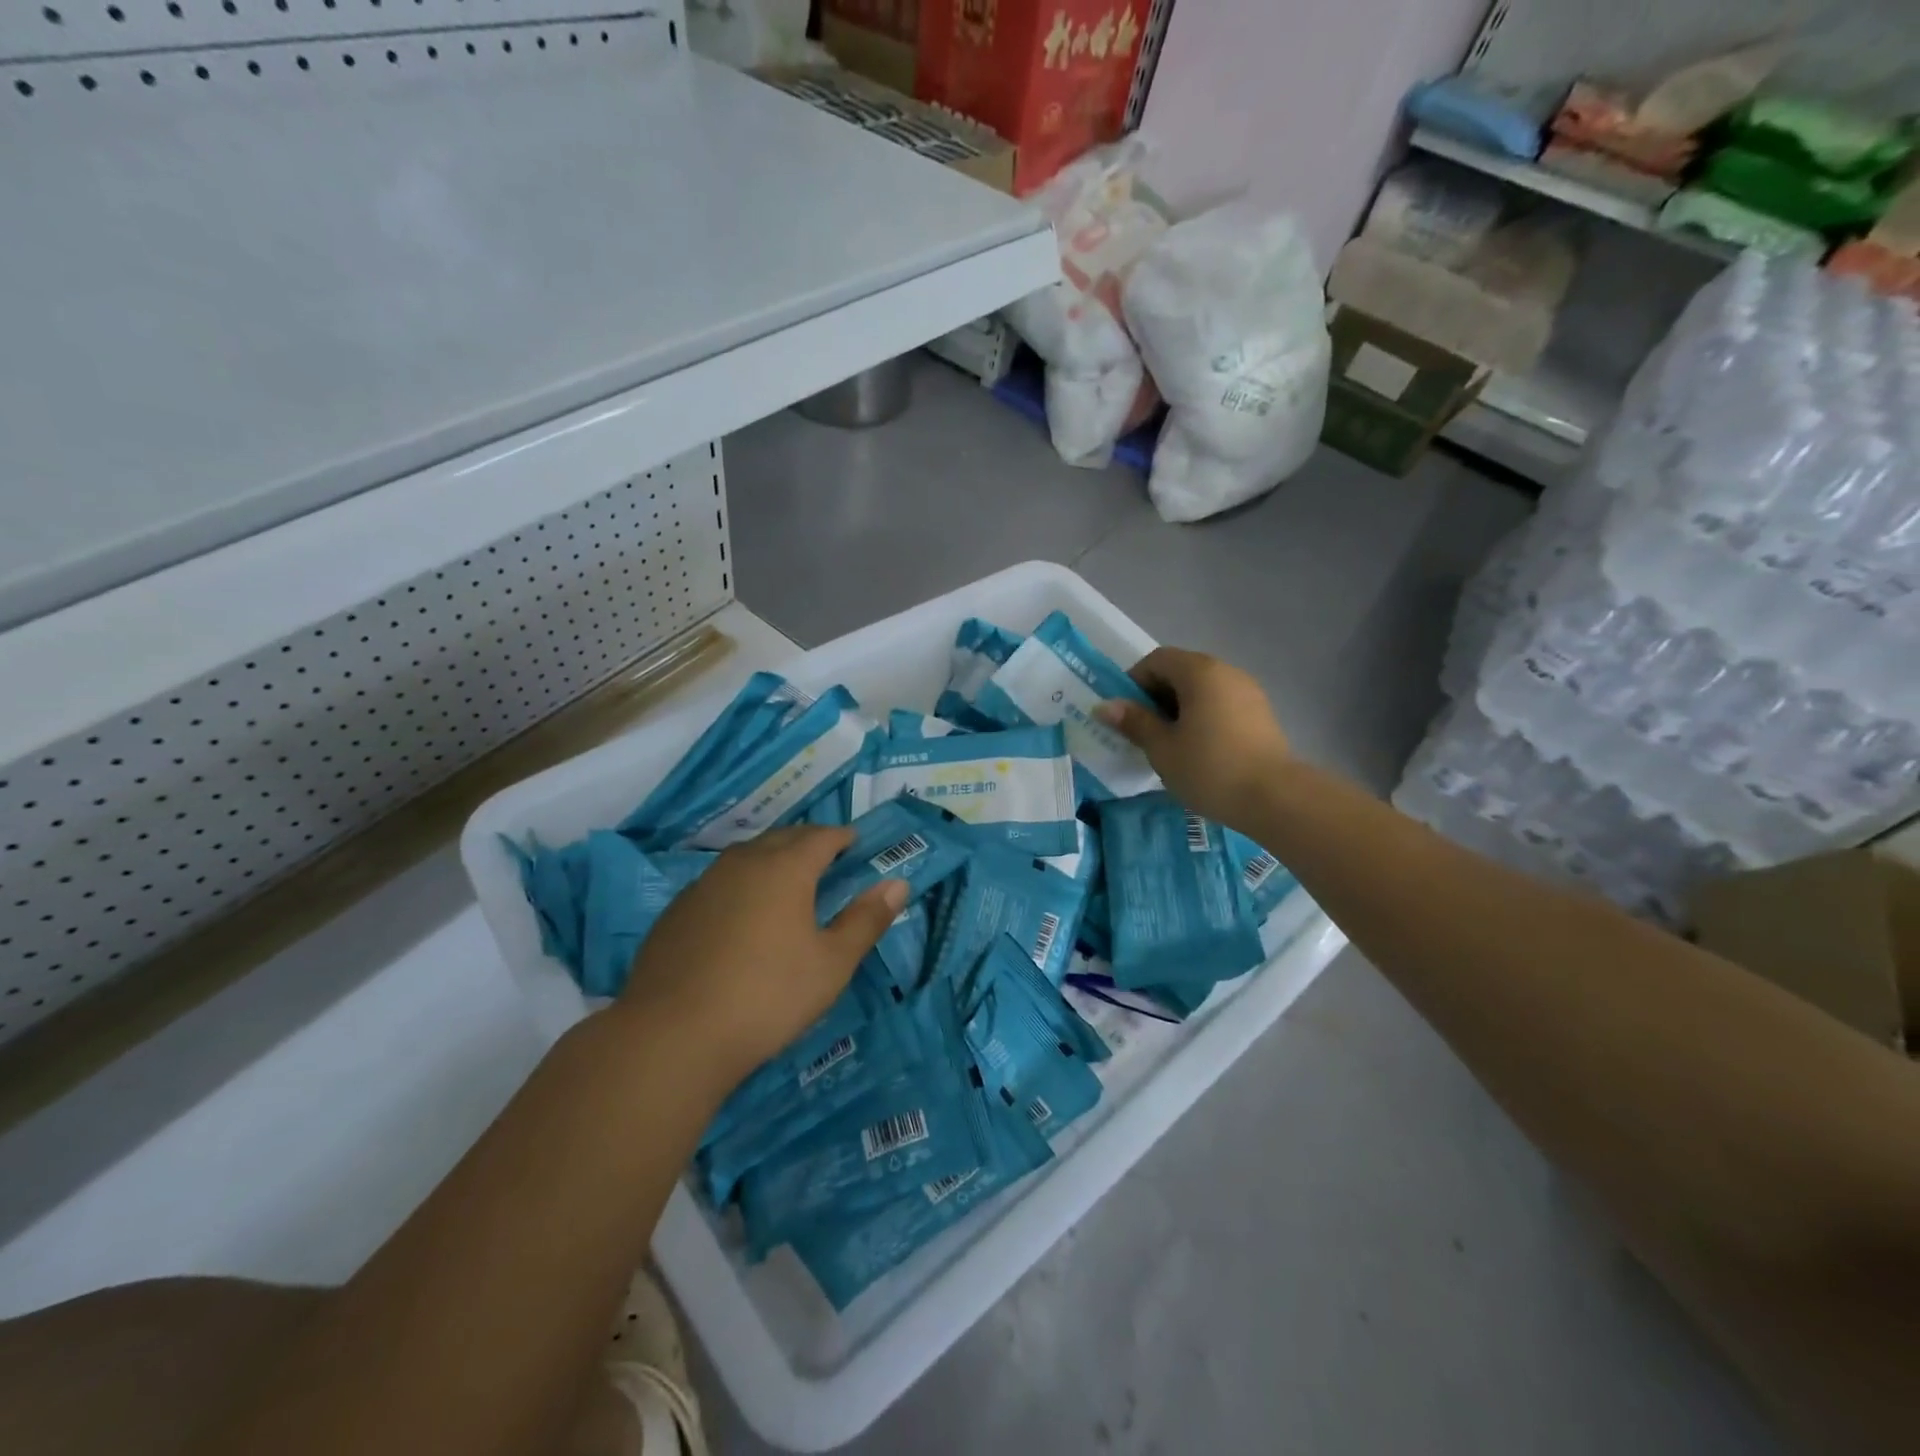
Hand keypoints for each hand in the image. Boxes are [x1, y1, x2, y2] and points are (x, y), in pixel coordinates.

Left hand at [611, 826, 906, 1087]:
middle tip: (827, 859)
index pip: (821, 837)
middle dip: (808, 842)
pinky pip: (718, 882)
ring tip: (786, 882)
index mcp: (785, 868)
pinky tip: (740, 916)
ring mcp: (703, 885)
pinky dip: (740, 885)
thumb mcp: (832, 964)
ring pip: (746, 857)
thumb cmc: (768, 996)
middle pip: (782, 838)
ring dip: (771, 859)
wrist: (672, 1036)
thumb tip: (898, 884)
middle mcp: (743, 863)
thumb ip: (866, 920)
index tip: (855, 844)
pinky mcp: (676, 912)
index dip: (842, 837)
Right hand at [1095, 646, 1292, 828]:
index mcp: (1200, 672)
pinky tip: (1197, 751)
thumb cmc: (1209, 768)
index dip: (1134, 682)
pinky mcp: (1260, 715)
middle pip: (1180, 672)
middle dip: (1155, 697)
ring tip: (1168, 744)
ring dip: (1179, 709)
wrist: (1275, 798)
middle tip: (1141, 732)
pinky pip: (1220, 705)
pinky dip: (1201, 718)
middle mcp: (1226, 672)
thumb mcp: (1162, 747)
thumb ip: (1134, 722)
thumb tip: (1104, 705)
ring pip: (1201, 690)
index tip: (1125, 715)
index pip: (1157, 660)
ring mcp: (1247, 692)